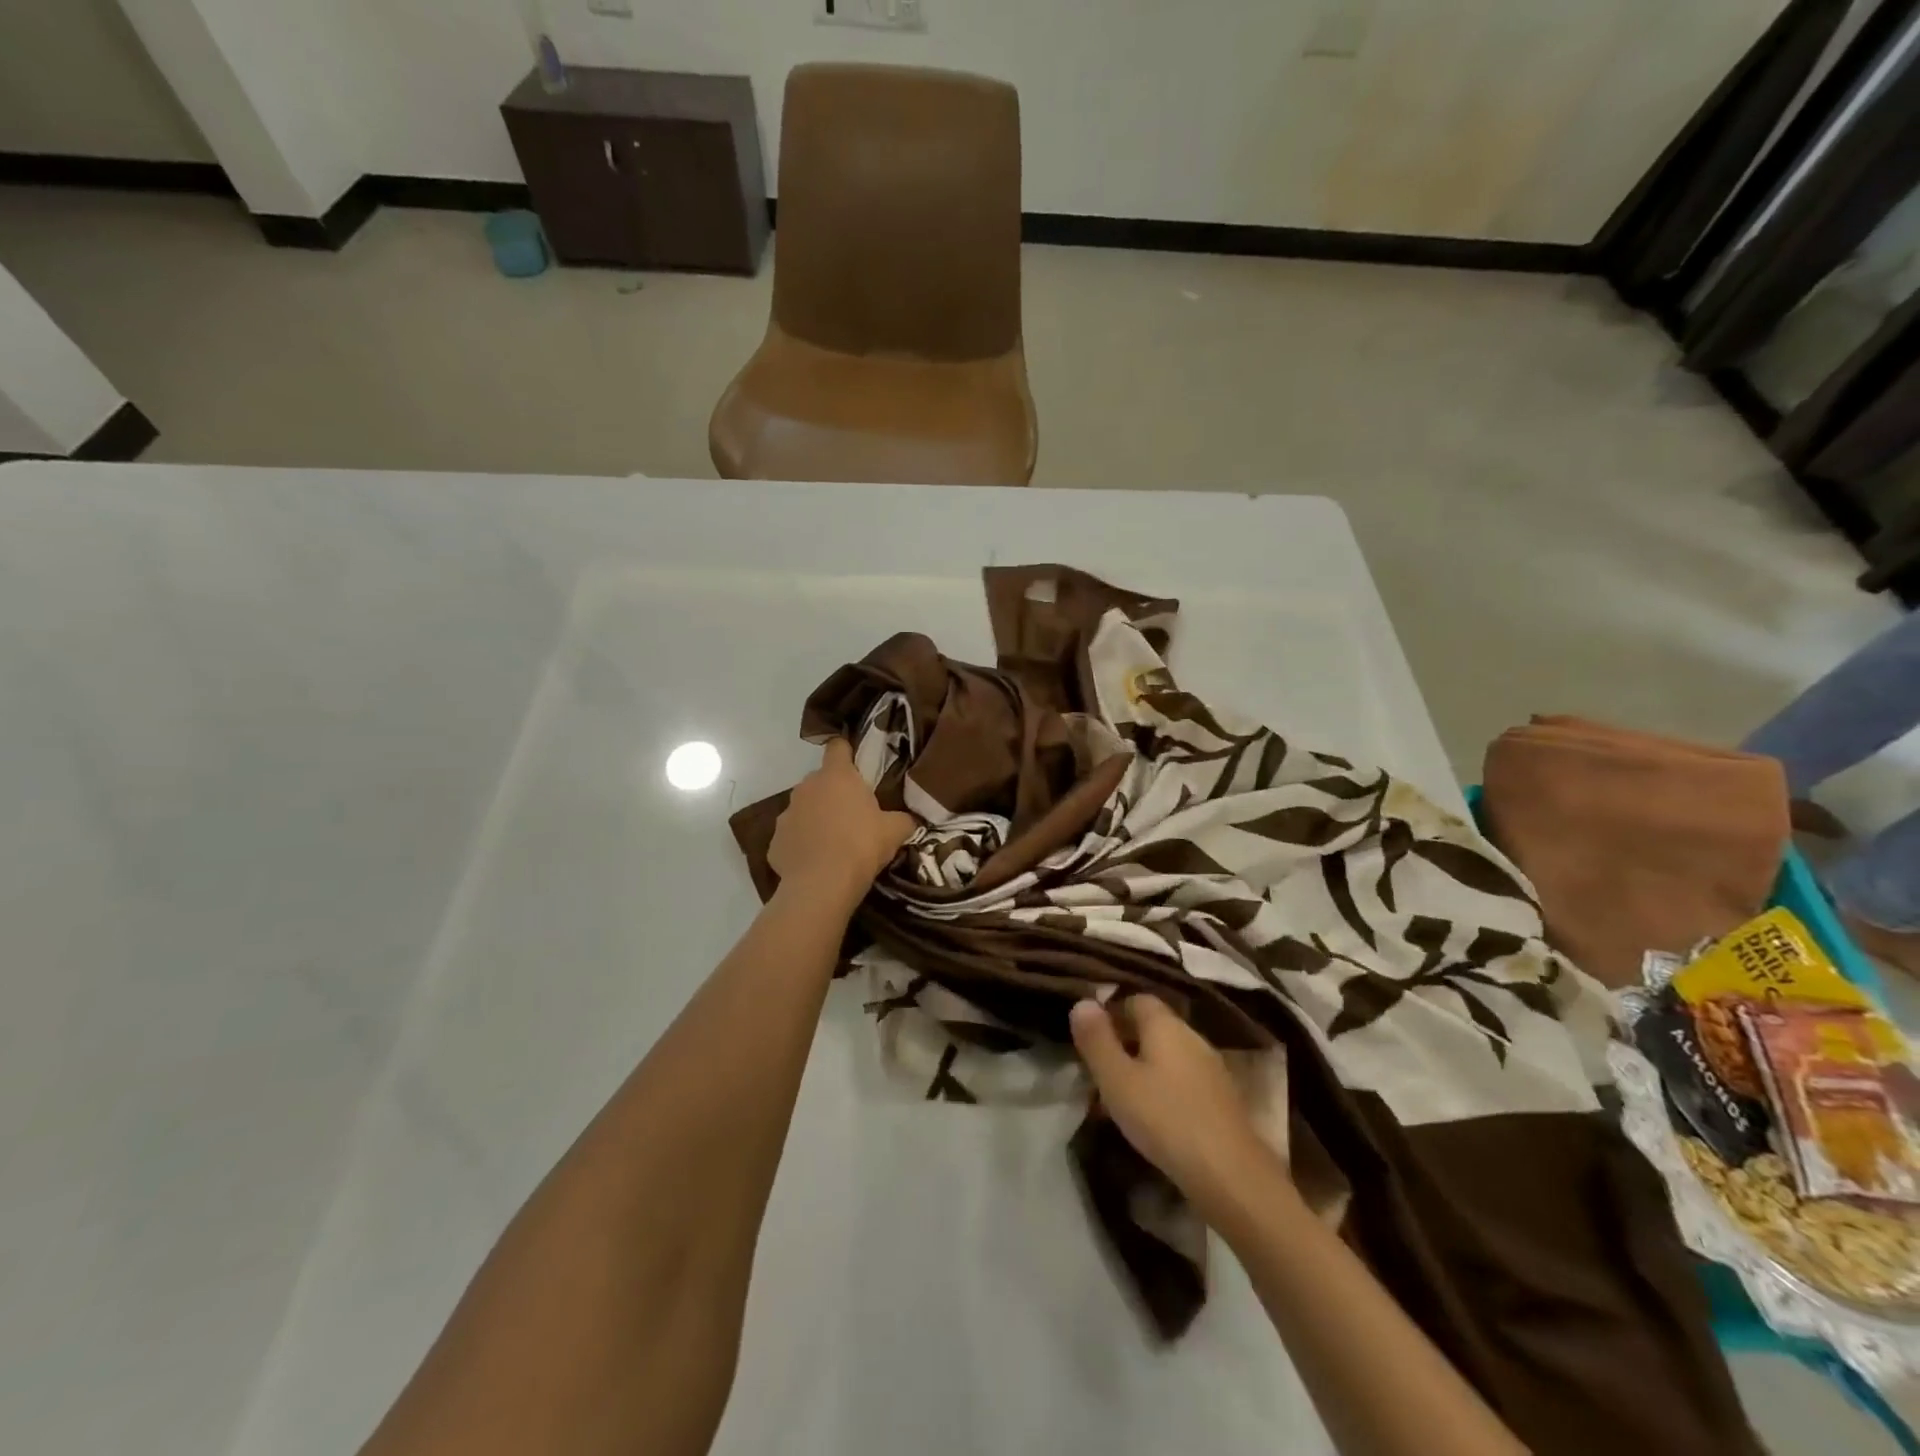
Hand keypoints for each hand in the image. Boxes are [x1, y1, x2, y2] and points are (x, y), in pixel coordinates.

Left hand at [769, 739, 916, 909]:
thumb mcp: (895, 831)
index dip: (847, 753)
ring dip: (816, 818)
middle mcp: (807, 787)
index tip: (856, 766)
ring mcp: (787, 813)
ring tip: (833, 843)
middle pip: (821, 781)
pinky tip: (816, 862)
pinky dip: (802, 844)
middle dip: (834, 793)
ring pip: (804, 808)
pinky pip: (792, 836)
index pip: (838, 747)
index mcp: (836, 776)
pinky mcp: (775, 841)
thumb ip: (904, 819)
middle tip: (853, 815)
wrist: (821, 885)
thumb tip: (911, 819)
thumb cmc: (861, 846)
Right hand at [1069, 997, 1280, 1224]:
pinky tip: (1152, 1120)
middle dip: (1125, 1043)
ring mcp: (1212, 1069)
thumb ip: (1096, 1040)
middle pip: (1153, 1028)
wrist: (1231, 1176)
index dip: (1111, 1012)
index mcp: (1166, 1024)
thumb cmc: (1165, 1119)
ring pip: (1168, 1057)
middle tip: (1099, 1071)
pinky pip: (1183, 1082)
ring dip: (1143, 1070)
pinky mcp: (1222, 1100)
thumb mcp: (1116, 1079)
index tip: (1090, 1037)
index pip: (1136, 999)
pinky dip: (1164, 1091)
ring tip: (1119, 1100)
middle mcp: (1192, 1037)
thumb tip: (1082, 1002)